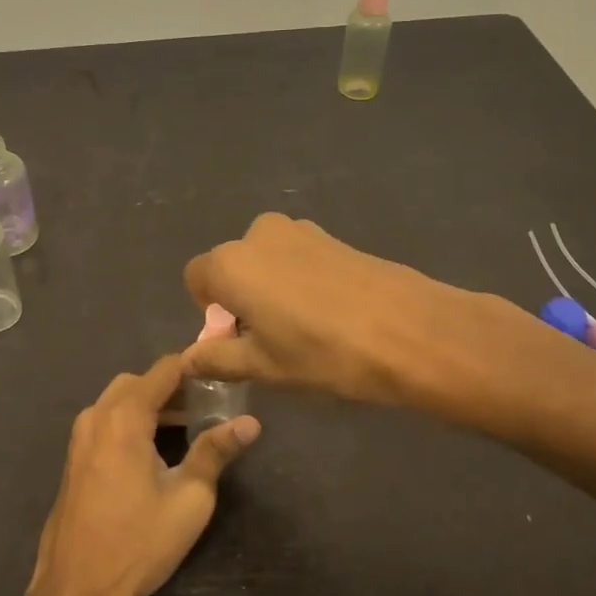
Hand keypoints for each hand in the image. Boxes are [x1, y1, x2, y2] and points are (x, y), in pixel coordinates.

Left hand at [0, 355, 260, 595]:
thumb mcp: (188, 500)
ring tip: (187, 426)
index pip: (163, 369)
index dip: (194, 367)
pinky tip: (155, 449)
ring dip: (151, 404)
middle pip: (139, 381)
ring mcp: (80, 437)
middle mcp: (97, 416)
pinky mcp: (74, 457)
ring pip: (119, 400)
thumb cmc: (137, 544)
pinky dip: (131, 420)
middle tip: (207, 406)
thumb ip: (216, 452)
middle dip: (173, 387)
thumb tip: (250, 423)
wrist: (75, 592)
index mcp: (124, 418)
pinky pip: (106, 421)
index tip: (223, 376)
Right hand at [182, 213, 463, 406]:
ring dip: (271, 287)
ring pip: (266, 260)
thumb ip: (218, 358)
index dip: (210, 310)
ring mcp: (298, 229)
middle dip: (240, 297)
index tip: (236, 338)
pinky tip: (329, 311)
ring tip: (304, 326)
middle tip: (270, 337)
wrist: (407, 329)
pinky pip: (296, 256)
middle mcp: (257, 235)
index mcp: (230, 263)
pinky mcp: (331, 235)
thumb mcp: (264, 366)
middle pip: (232, 266)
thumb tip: (188, 359)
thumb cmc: (322, 352)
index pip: (196, 278)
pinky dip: (299, 279)